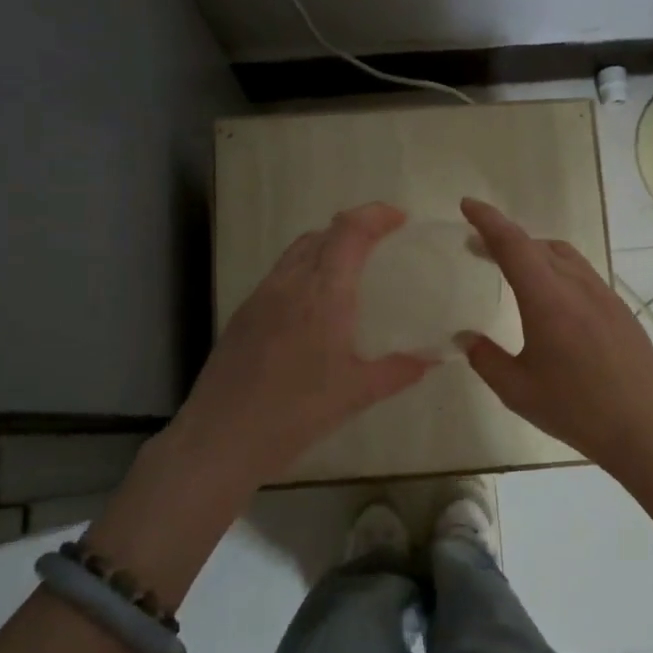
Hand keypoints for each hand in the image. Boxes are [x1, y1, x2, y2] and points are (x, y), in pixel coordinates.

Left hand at [169, 202, 433, 484]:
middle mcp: (289, 283)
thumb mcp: (357, 394)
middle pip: (322, 234)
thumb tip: (431, 359)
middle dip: (354, 228)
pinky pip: (279, 275)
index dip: (375, 214)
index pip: (349, 231)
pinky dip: (304, 271)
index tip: (400, 219)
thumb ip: (398, 371)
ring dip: (326, 247)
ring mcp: (261, 297)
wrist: (221, 438)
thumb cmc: (296, 413)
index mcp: (323, 294)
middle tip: (381, 246)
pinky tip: (313, 308)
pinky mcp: (243, 315)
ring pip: (297, 252)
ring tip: (349, 272)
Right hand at [458, 198, 652, 473]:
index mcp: (548, 299)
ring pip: (563, 255)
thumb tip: (466, 338)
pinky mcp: (619, 309)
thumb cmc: (577, 410)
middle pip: (537, 245)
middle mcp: (577, 285)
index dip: (487, 220)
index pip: (513, 244)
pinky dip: (556, 268)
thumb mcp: (518, 390)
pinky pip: (581, 272)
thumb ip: (486, 359)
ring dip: (533, 250)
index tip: (467, 205)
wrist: (648, 427)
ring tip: (512, 265)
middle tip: (477, 245)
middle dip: (504, 237)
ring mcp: (604, 294)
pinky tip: (550, 296)